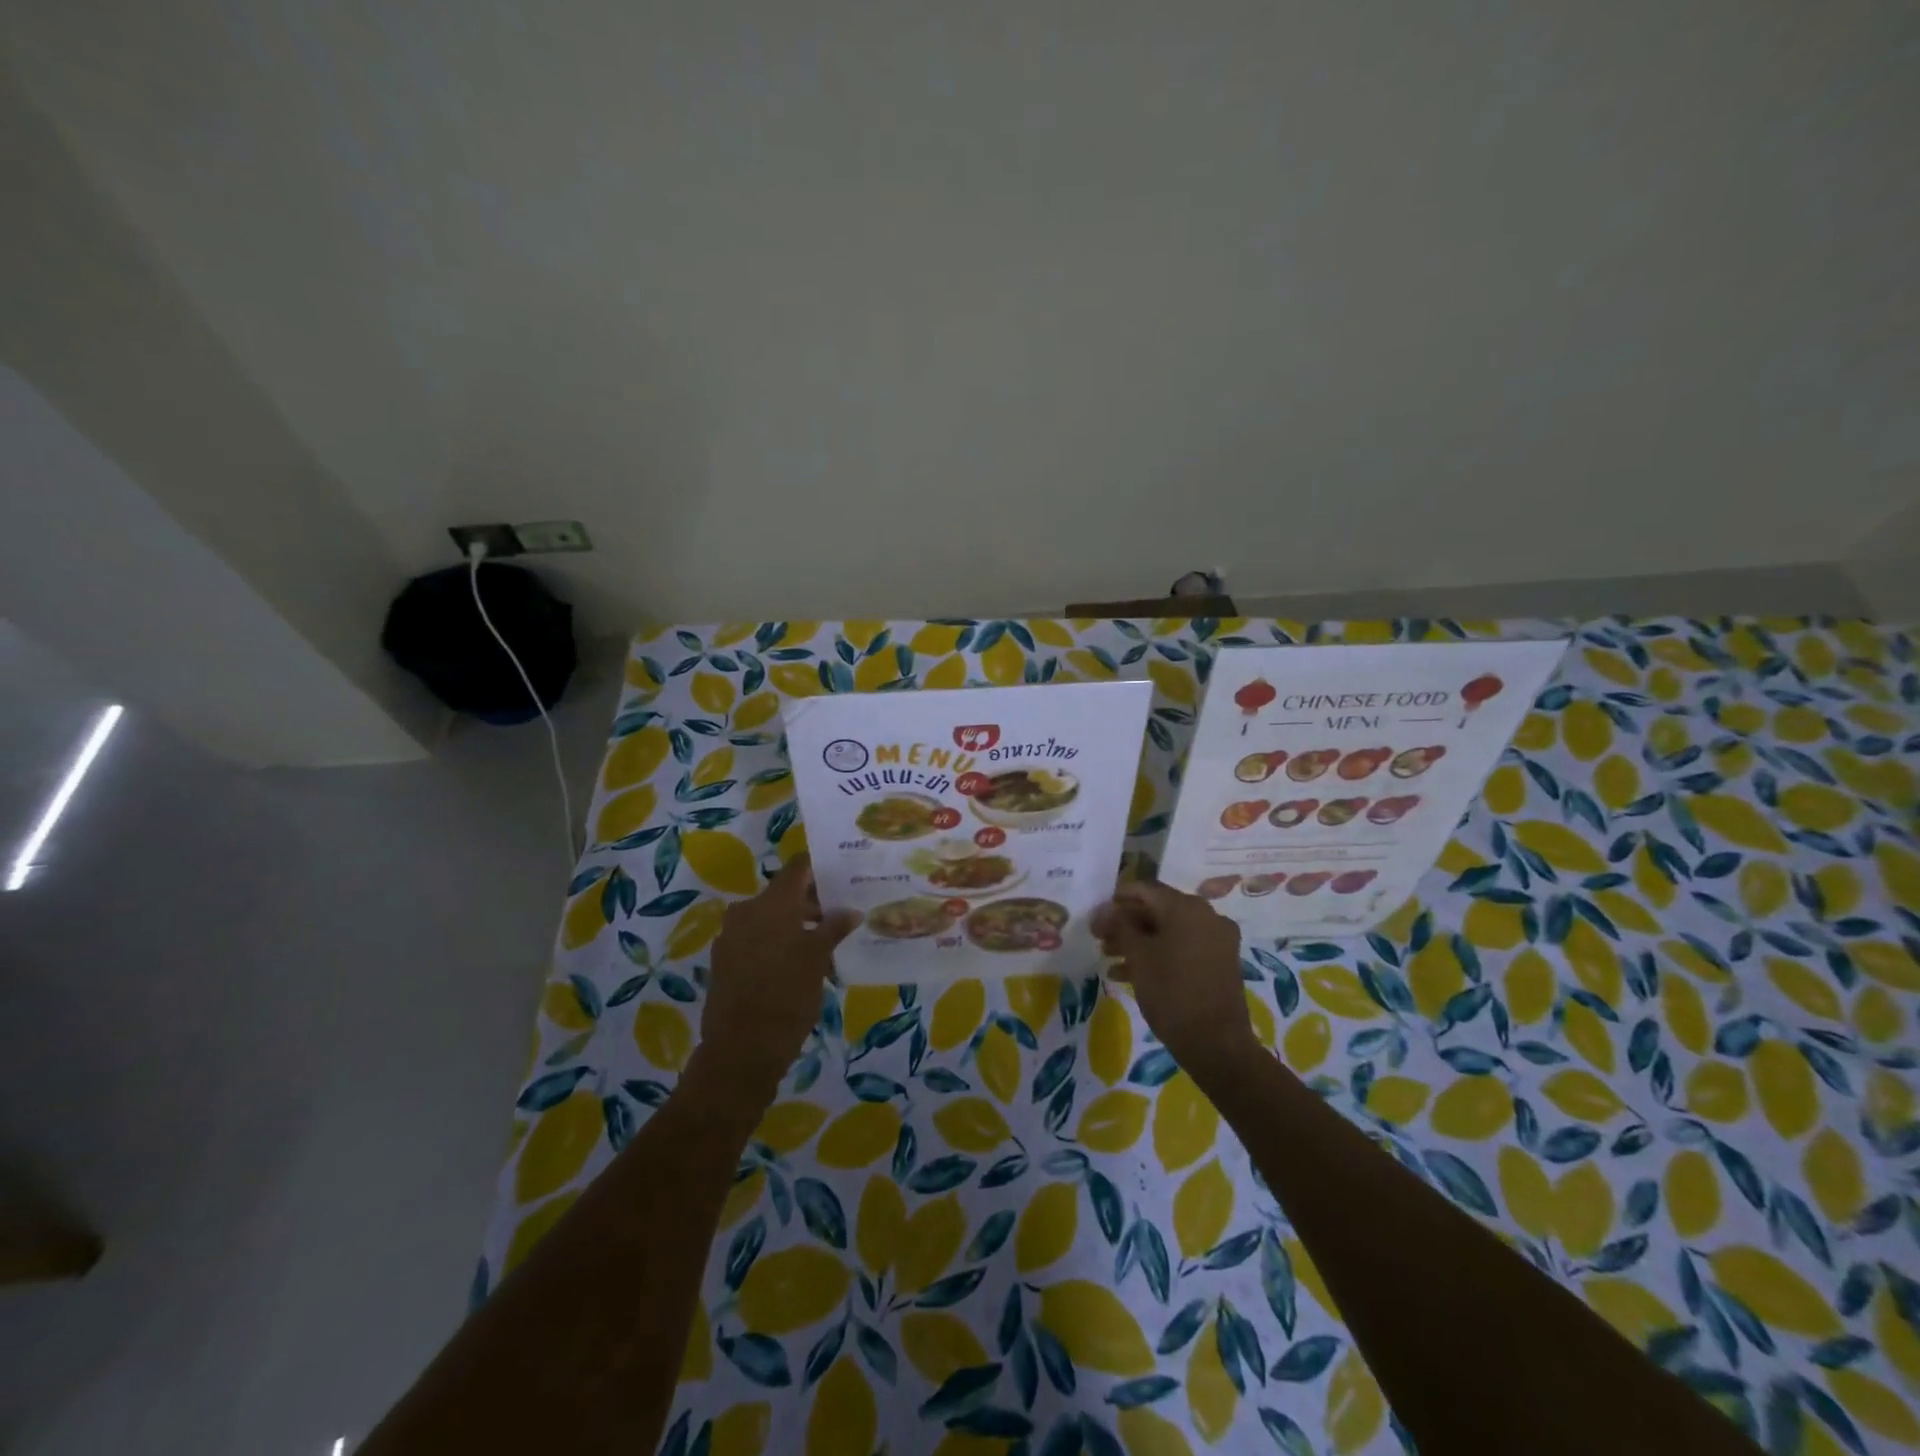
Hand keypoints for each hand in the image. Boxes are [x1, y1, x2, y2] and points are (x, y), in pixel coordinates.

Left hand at [697, 857, 859, 1103]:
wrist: (741, 1049)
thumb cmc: (787, 995)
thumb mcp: (818, 958)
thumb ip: (834, 928)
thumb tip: (851, 911)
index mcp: (771, 903)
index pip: (798, 868)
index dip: (820, 869)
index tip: (842, 877)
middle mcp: (746, 911)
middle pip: (784, 894)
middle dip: (812, 905)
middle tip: (840, 919)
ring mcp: (731, 936)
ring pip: (770, 919)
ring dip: (796, 927)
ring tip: (824, 950)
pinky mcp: (724, 961)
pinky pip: (756, 940)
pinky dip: (777, 945)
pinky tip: (798, 967)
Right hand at [1092, 882, 1258, 1071]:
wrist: (1216, 1044)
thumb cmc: (1172, 994)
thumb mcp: (1138, 957)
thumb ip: (1120, 926)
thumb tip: (1106, 910)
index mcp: (1186, 908)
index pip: (1144, 890)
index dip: (1116, 901)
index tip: (1095, 918)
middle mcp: (1206, 915)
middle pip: (1157, 910)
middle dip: (1126, 923)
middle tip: (1100, 939)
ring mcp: (1217, 939)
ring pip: (1169, 930)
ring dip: (1139, 941)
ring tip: (1110, 958)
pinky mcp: (1220, 961)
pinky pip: (1184, 947)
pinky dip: (1159, 954)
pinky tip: (1130, 973)